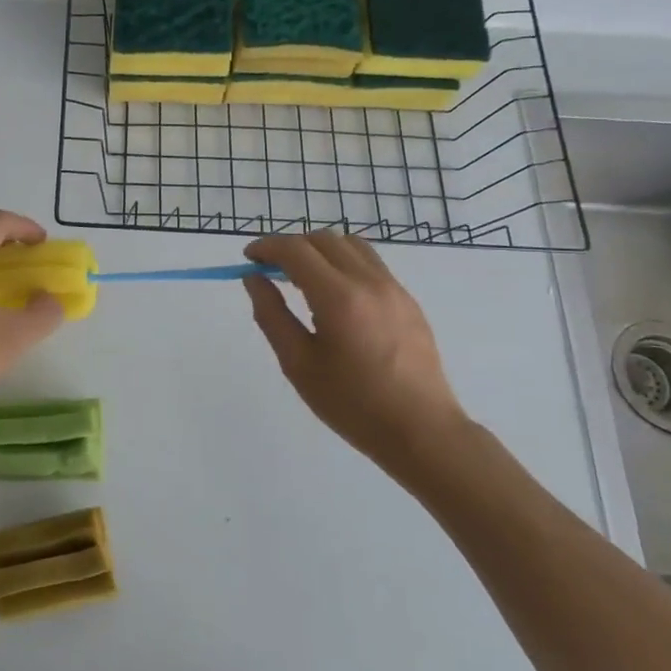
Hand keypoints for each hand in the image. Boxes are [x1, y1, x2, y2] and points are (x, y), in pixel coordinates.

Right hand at [243, 232, 470, 480]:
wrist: (422, 431)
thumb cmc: (352, 404)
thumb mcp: (298, 364)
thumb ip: (271, 315)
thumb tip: (254, 279)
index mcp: (338, 298)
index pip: (295, 250)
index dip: (266, 248)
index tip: (248, 260)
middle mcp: (368, 282)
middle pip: (322, 239)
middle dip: (290, 246)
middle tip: (270, 271)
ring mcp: (393, 288)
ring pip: (350, 245)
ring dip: (319, 250)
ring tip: (302, 278)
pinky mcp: (408, 300)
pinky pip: (370, 263)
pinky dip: (343, 262)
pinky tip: (334, 295)